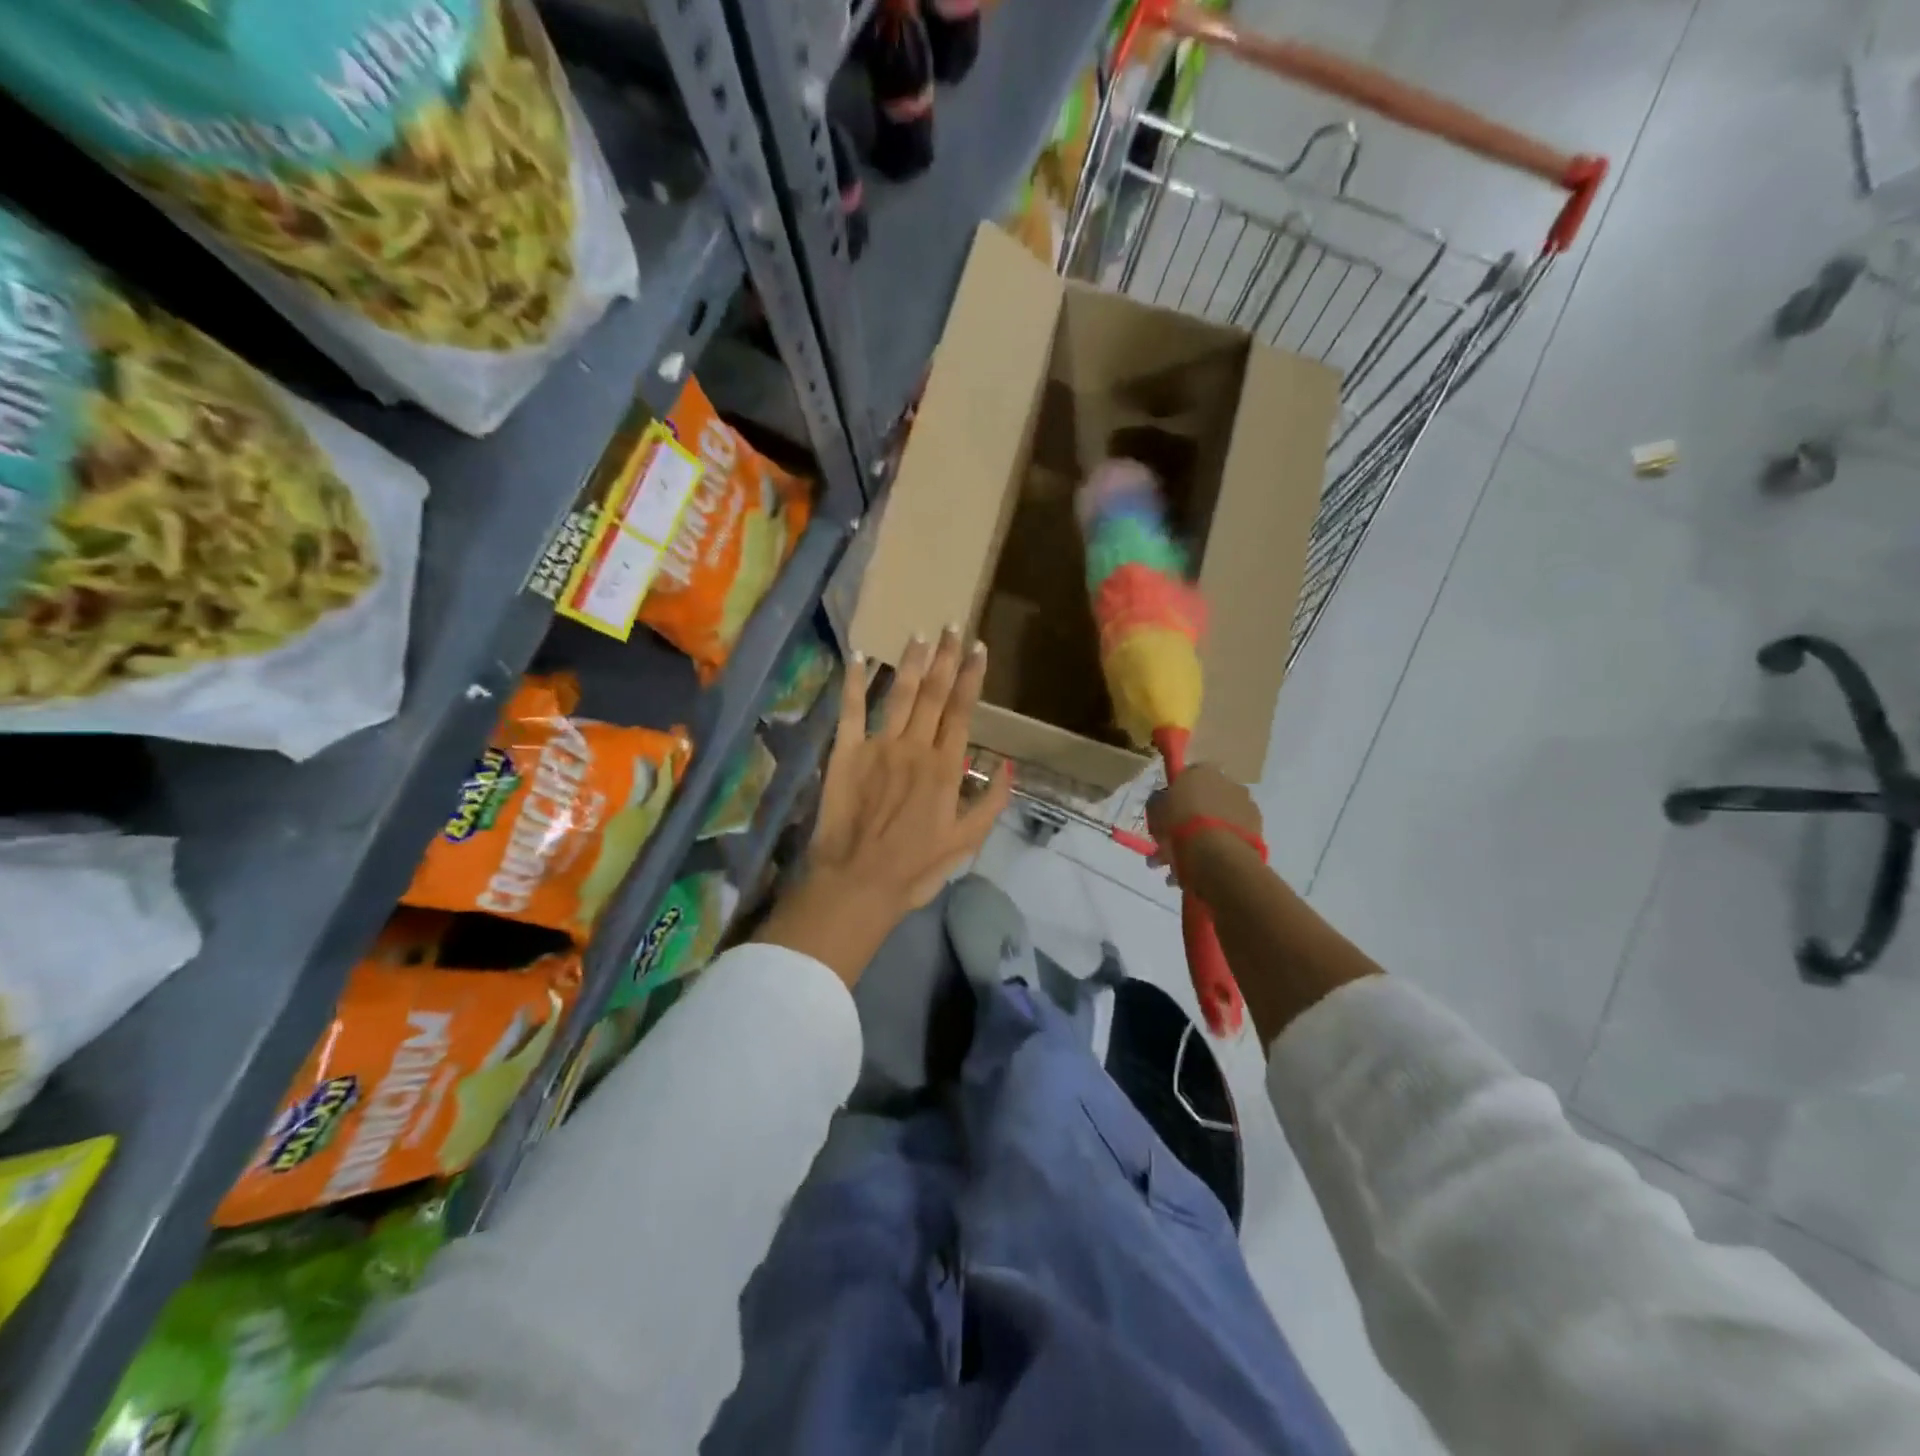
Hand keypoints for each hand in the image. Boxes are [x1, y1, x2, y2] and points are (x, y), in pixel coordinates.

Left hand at [755, 628, 1011, 984]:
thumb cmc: (915, 867)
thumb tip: (1007, 766)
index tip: (978, 648)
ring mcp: (877, 746)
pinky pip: (850, 712)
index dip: (970, 677)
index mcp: (944, 767)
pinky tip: (860, 657)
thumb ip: (990, 803)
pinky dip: (855, 683)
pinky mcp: (845, 753)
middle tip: (952, 625)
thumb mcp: (965, 843)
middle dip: (945, 657)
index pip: (961, 711)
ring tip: (920, 633)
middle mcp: (913, 747)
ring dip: (911, 662)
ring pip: (899, 695)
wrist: (857, 882)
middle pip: (933, 694)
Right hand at [1145, 764, 1262, 888]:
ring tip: (1191, 858)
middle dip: (1194, 815)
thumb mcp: (1154, 810)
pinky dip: (1224, 845)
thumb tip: (1163, 801)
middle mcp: (1228, 781)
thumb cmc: (1179, 824)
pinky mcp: (1258, 828)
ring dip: (1210, 832)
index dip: (1179, 793)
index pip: (1189, 775)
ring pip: (1222, 817)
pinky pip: (1235, 834)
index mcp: (1202, 770)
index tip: (1170, 811)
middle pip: (1208, 796)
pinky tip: (1209, 863)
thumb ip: (1159, 801)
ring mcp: (1246, 804)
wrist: (1215, 853)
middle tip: (1179, 838)